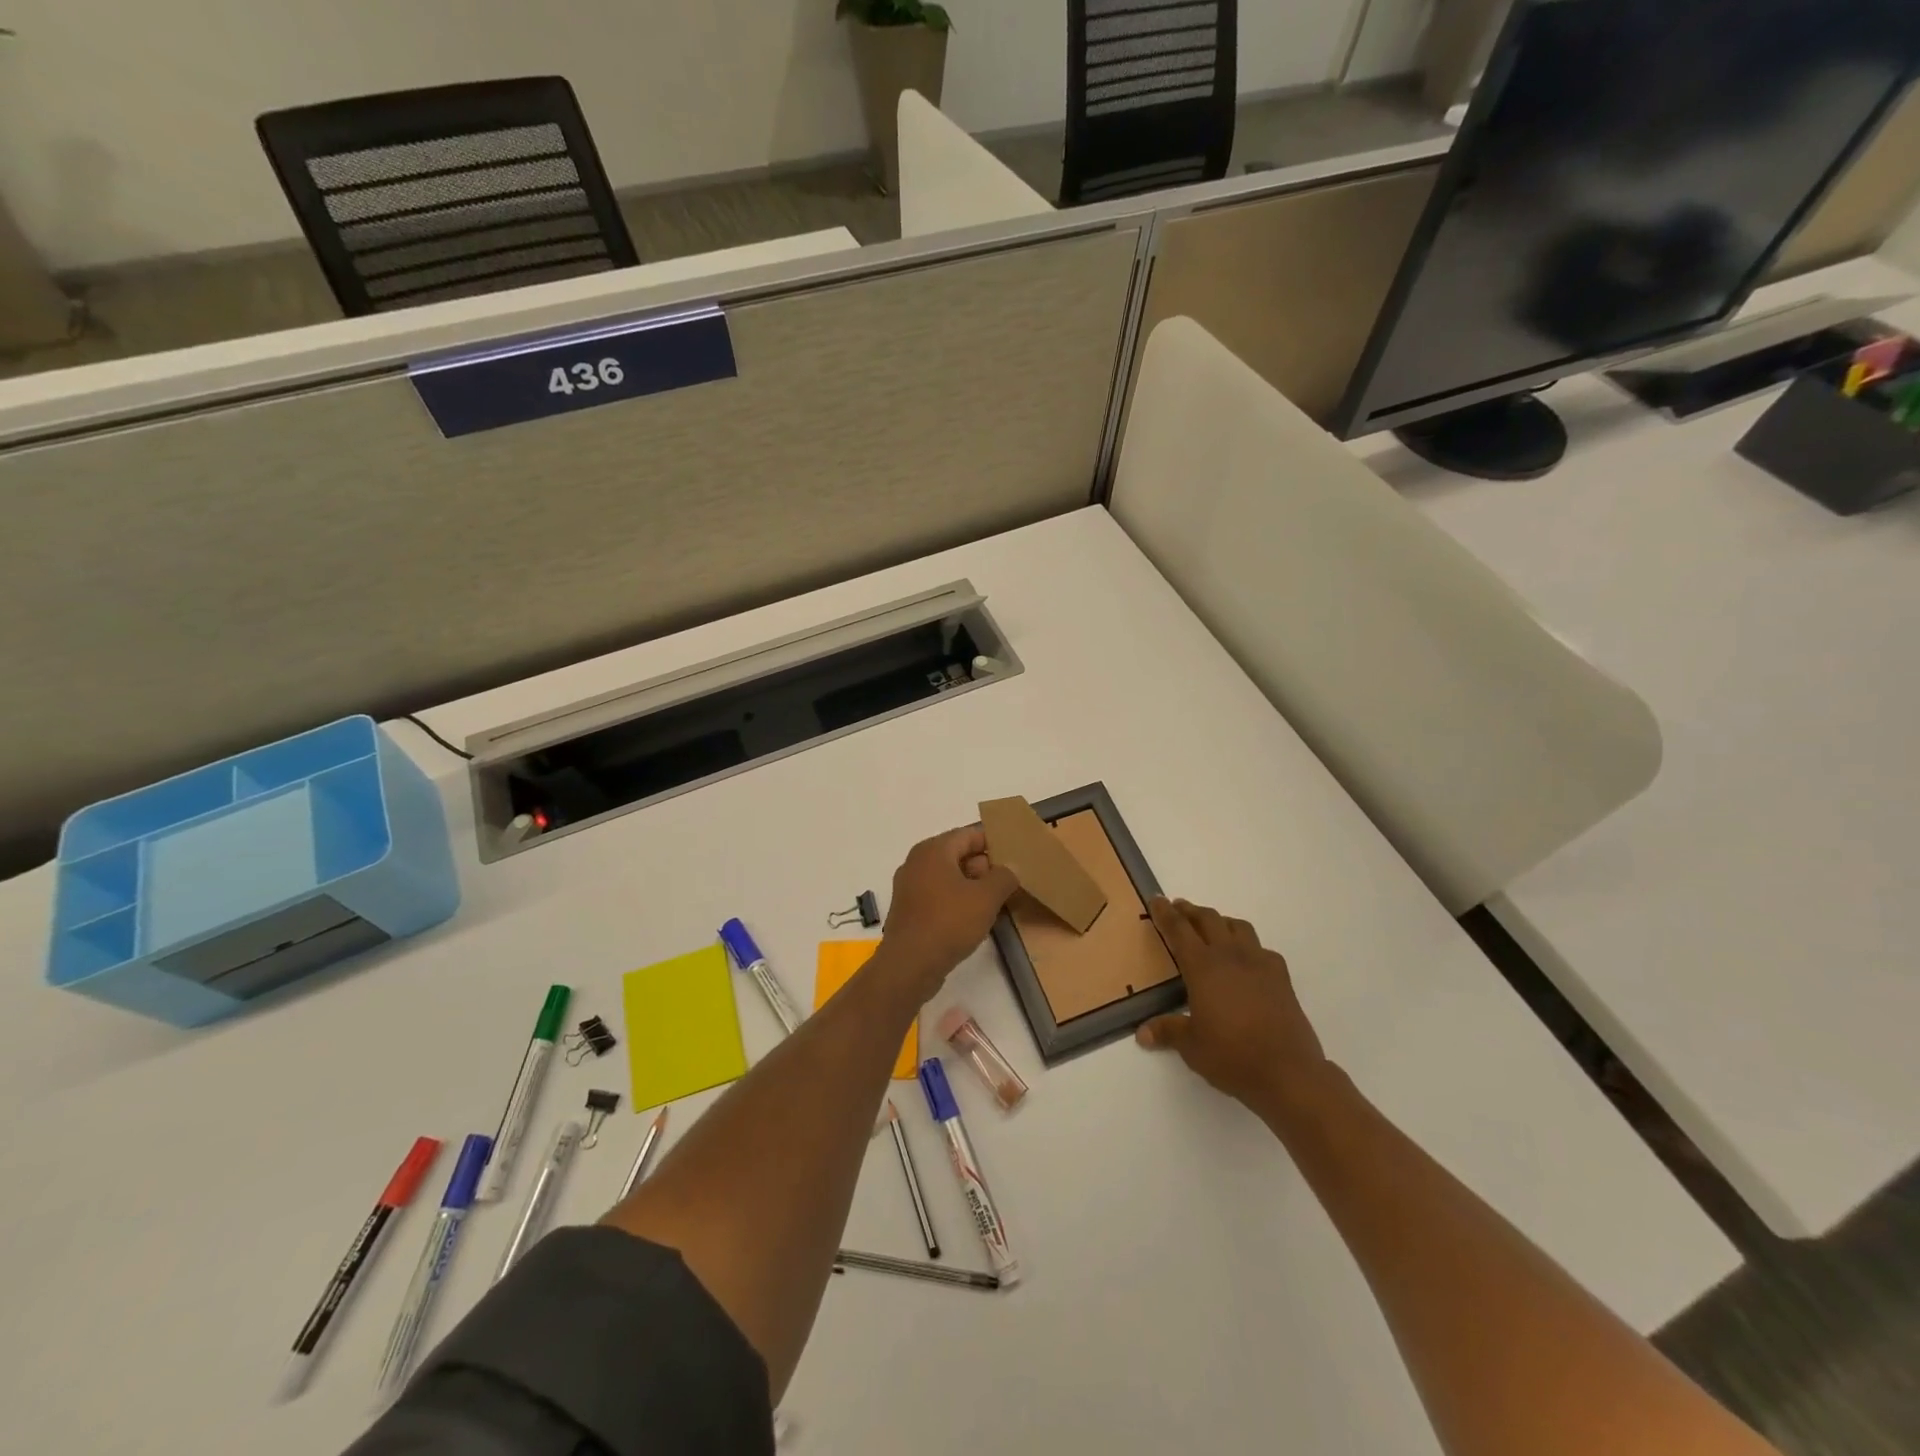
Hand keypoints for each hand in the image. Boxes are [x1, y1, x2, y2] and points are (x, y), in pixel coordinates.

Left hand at [878, 827, 1019, 1000]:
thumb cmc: (949, 922)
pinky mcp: (909, 911)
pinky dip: (957, 903)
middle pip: (958, 855)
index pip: (969, 834)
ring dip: (972, 888)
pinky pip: (939, 897)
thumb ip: (1003, 877)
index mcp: (933, 850)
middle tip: (1010, 883)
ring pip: (949, 878)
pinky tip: (975, 920)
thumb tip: (1010, 869)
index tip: (1015, 857)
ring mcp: (909, 887)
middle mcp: (917, 862)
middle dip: (985, 868)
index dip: (994, 843)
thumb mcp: (986, 898)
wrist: (910, 965)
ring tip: (998, 903)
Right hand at [1136, 897, 1330, 1118]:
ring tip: (1212, 927)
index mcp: (1203, 967)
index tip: (1156, 900)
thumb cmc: (1232, 1056)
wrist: (1288, 1072)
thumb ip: (1168, 1032)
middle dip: (1191, 911)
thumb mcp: (1192, 1046)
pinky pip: (1262, 949)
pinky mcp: (1281, 978)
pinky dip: (1249, 945)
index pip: (1179, 930)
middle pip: (1209, 919)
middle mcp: (1230, 956)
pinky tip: (1247, 960)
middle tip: (1179, 908)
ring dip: (1220, 921)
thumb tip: (1142, 1034)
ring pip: (1238, 927)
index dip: (1165, 913)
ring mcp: (1259, 964)